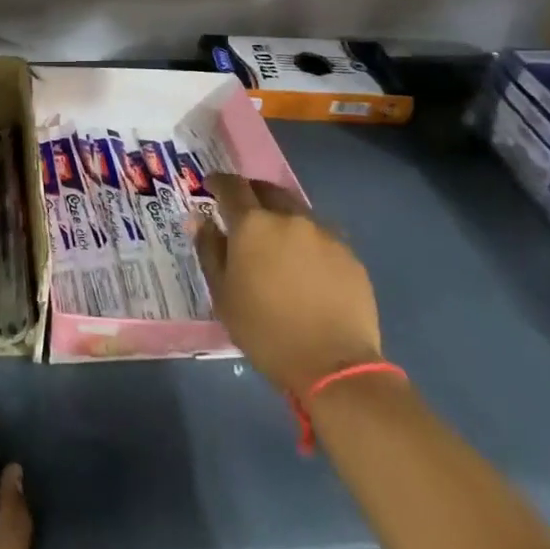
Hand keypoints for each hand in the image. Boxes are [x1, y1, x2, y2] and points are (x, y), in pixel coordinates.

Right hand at [194, 173, 383, 396]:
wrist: (334, 366)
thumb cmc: (265, 331)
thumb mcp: (223, 294)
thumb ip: (209, 250)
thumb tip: (200, 220)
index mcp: (253, 225)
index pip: (232, 186)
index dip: (219, 182)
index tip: (211, 186)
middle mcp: (289, 218)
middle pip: (267, 190)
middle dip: (252, 193)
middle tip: (243, 210)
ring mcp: (324, 234)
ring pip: (296, 212)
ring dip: (281, 217)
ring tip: (276, 240)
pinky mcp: (349, 254)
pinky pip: (321, 236)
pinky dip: (306, 241)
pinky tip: (306, 267)